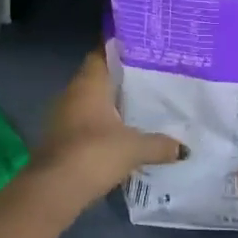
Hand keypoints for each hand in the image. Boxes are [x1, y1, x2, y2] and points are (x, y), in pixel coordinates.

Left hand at [27, 50, 181, 222]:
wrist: (54, 190)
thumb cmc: (94, 154)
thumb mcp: (134, 148)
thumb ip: (160, 144)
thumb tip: (184, 148)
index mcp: (89, 83)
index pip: (103, 52)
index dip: (121, 47)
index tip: (143, 46)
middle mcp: (73, 93)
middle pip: (99, 76)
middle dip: (122, 77)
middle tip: (152, 76)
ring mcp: (64, 116)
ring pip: (92, 101)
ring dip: (112, 103)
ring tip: (143, 104)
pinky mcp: (62, 139)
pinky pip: (87, 122)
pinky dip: (104, 124)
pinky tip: (124, 133)